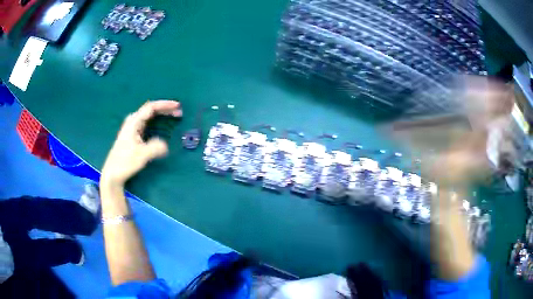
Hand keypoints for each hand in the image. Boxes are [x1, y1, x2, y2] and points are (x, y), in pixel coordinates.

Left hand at [101, 100, 181, 186]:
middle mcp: (132, 122)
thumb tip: (166, 145)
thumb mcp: (142, 156)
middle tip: (178, 112)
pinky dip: (157, 121)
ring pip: (148, 116)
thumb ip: (155, 148)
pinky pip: (147, 122)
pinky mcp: (133, 135)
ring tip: (172, 116)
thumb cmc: (125, 163)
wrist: (113, 173)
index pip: (151, 107)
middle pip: (150, 109)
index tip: (177, 106)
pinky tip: (161, 124)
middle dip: (165, 109)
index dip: (165, 105)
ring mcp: (132, 128)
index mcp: (133, 123)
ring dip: (161, 114)